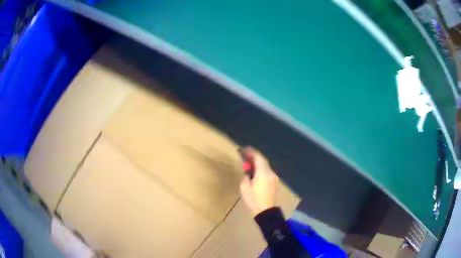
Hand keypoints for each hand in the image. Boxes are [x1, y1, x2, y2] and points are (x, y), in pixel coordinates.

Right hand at [239, 147, 278, 215]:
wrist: (266, 210)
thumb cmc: (254, 199)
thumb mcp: (245, 188)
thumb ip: (246, 176)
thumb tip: (248, 172)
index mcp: (263, 173)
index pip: (258, 158)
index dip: (252, 152)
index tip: (245, 149)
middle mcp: (270, 173)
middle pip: (263, 160)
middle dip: (255, 157)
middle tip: (246, 155)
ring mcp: (273, 177)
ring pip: (265, 166)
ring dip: (258, 162)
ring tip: (250, 163)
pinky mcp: (274, 182)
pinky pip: (267, 171)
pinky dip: (261, 168)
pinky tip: (256, 172)